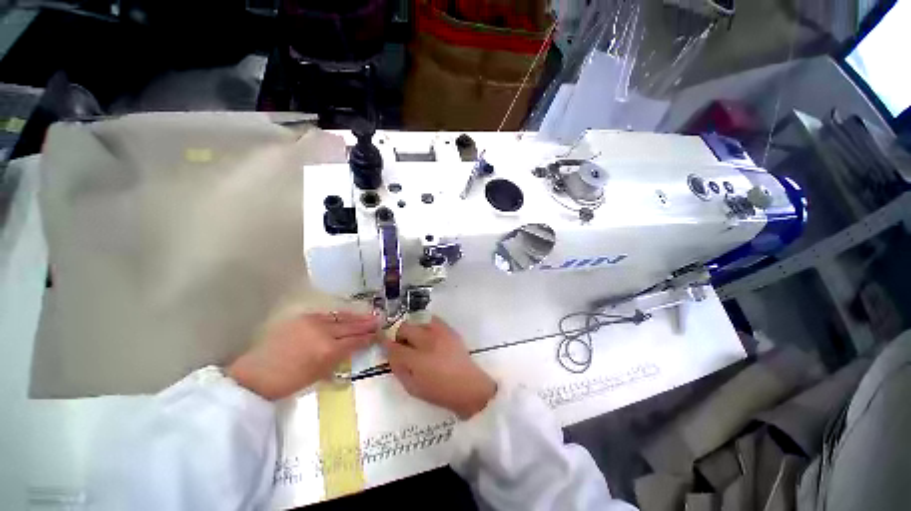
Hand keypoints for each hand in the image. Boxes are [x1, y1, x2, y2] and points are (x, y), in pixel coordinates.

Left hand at [228, 311, 378, 399]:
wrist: (257, 374)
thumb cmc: (289, 382)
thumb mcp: (319, 374)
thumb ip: (340, 358)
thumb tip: (355, 347)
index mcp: (328, 350)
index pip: (355, 340)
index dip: (369, 337)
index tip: (379, 334)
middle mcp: (323, 332)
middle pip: (351, 326)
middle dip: (367, 324)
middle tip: (380, 321)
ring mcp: (313, 322)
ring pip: (341, 317)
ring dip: (357, 317)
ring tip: (369, 315)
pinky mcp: (303, 317)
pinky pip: (328, 315)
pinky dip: (341, 315)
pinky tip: (348, 315)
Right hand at [385, 317, 496, 418]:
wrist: (469, 386)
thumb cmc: (439, 392)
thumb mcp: (413, 388)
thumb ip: (398, 369)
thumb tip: (390, 354)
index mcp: (417, 360)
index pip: (394, 346)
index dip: (384, 342)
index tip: (380, 340)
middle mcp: (428, 341)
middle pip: (405, 327)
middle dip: (399, 334)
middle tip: (401, 344)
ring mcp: (440, 332)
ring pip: (418, 320)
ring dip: (412, 328)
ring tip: (415, 339)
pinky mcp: (449, 329)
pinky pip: (432, 319)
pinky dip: (425, 323)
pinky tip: (427, 334)